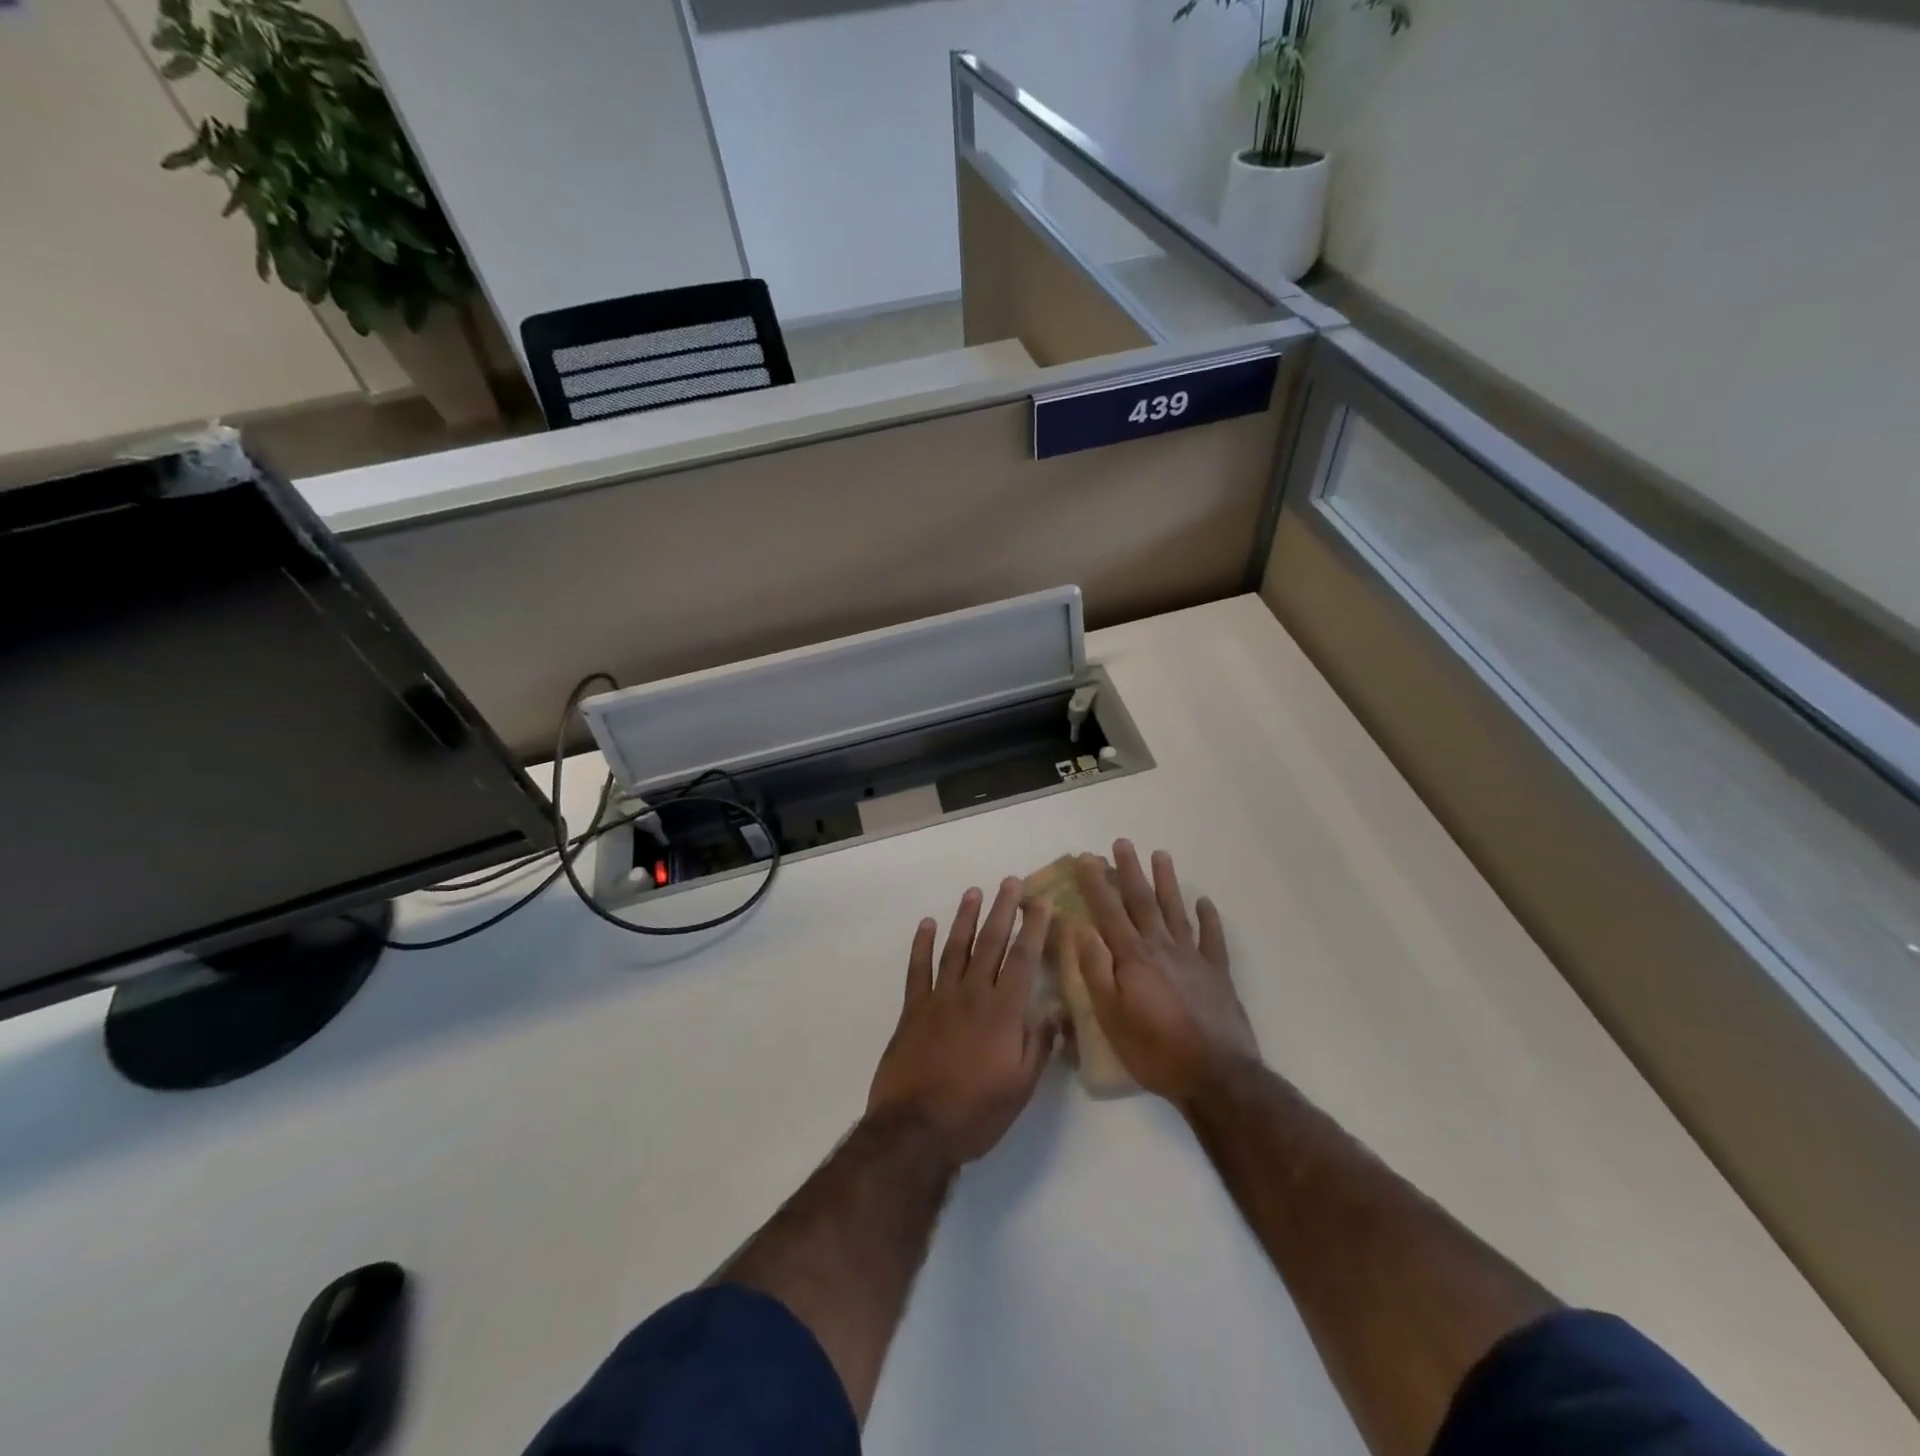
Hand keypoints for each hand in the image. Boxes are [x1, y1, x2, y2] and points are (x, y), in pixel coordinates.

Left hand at [867, 878, 1060, 1166]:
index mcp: (1003, 1011)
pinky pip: (918, 969)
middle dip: (1003, 910)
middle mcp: (973, 994)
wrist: (916, 1130)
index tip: (1043, 902)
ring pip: (956, 948)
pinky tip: (926, 923)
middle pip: (991, 943)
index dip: (1034, 929)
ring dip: (966, 918)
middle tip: (1011, 882)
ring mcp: (939, 998)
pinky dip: (922, 944)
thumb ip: (1040, 1044)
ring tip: (974, 892)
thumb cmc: (976, 1112)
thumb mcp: (1021, 1087)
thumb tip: (1057, 1009)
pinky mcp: (913, 1009)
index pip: (1023, 959)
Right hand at [1072, 841, 1259, 1105]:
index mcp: (1133, 958)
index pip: (1109, 911)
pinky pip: (1213, 938)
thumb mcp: (1110, 1016)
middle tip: (1121, 843)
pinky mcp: (1217, 974)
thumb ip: (1095, 970)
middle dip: (1130, 871)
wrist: (1216, 1076)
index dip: (1096, 883)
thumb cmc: (1154, 1050)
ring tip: (1160, 855)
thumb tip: (1080, 928)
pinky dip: (1209, 918)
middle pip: (1143, 902)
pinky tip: (1206, 902)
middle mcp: (1162, 948)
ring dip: (1167, 882)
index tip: (1086, 857)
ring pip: (1177, 910)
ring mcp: (1193, 958)